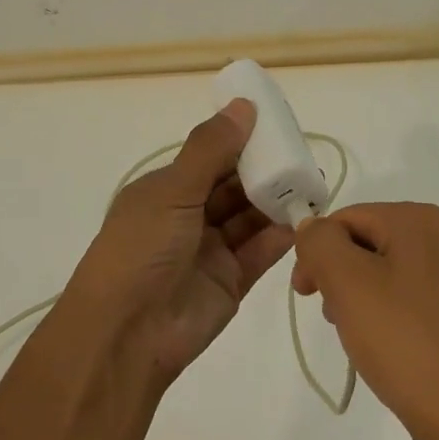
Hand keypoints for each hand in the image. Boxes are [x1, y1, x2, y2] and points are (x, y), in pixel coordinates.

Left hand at [57, 100, 293, 389]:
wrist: (126, 334)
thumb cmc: (141, 249)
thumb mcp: (172, 190)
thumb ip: (211, 149)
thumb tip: (243, 105)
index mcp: (164, 191)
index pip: (208, 157)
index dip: (240, 141)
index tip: (275, 124)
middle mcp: (186, 217)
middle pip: (233, 186)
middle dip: (264, 171)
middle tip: (301, 155)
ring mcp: (209, 250)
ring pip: (249, 217)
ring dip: (276, 201)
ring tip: (311, 183)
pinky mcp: (230, 281)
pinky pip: (260, 251)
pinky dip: (281, 235)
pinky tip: (305, 218)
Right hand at [292, 202, 438, 439]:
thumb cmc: (405, 341)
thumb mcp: (347, 282)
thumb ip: (320, 243)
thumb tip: (312, 228)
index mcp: (421, 220)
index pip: (348, 219)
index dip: (316, 252)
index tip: (305, 295)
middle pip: (370, 244)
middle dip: (340, 276)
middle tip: (333, 318)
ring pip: (391, 275)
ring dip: (363, 299)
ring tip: (359, 339)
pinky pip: (415, 304)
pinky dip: (392, 319)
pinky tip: (389, 351)